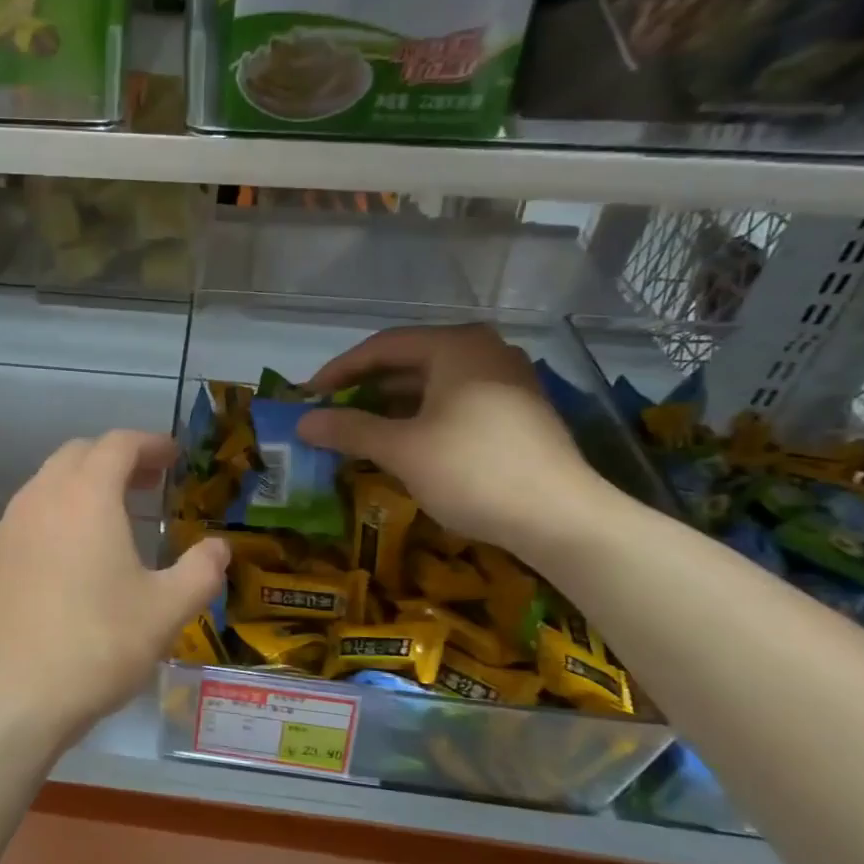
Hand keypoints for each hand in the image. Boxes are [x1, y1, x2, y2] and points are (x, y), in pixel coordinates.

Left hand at [0, 430, 228, 751]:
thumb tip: (219, 548)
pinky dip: (58, 514)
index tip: (174, 457)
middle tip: (149, 483)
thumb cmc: (96, 645)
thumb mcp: (166, 611)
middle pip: (79, 455)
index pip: (118, 444)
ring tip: (114, 517)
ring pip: (49, 483)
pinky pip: (29, 516)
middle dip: (117, 459)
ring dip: (84, 485)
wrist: (8, 697)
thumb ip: (200, 572)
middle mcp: (41, 498)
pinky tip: (73, 557)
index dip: (150, 444)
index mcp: (86, 496)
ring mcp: (8, 527)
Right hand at [297, 325, 614, 553]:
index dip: (339, 370)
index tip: (308, 395)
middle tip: (329, 412)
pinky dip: (420, 417)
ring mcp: (506, 380)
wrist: (560, 518)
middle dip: (364, 388)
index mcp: (456, 346)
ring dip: (390, 406)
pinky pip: (453, 402)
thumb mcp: (402, 449)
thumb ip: (349, 429)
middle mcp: (483, 351)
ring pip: (431, 384)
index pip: (382, 347)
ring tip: (357, 430)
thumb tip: (303, 422)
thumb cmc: (472, 470)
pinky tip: (401, 443)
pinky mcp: (516, 411)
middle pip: (408, 361)